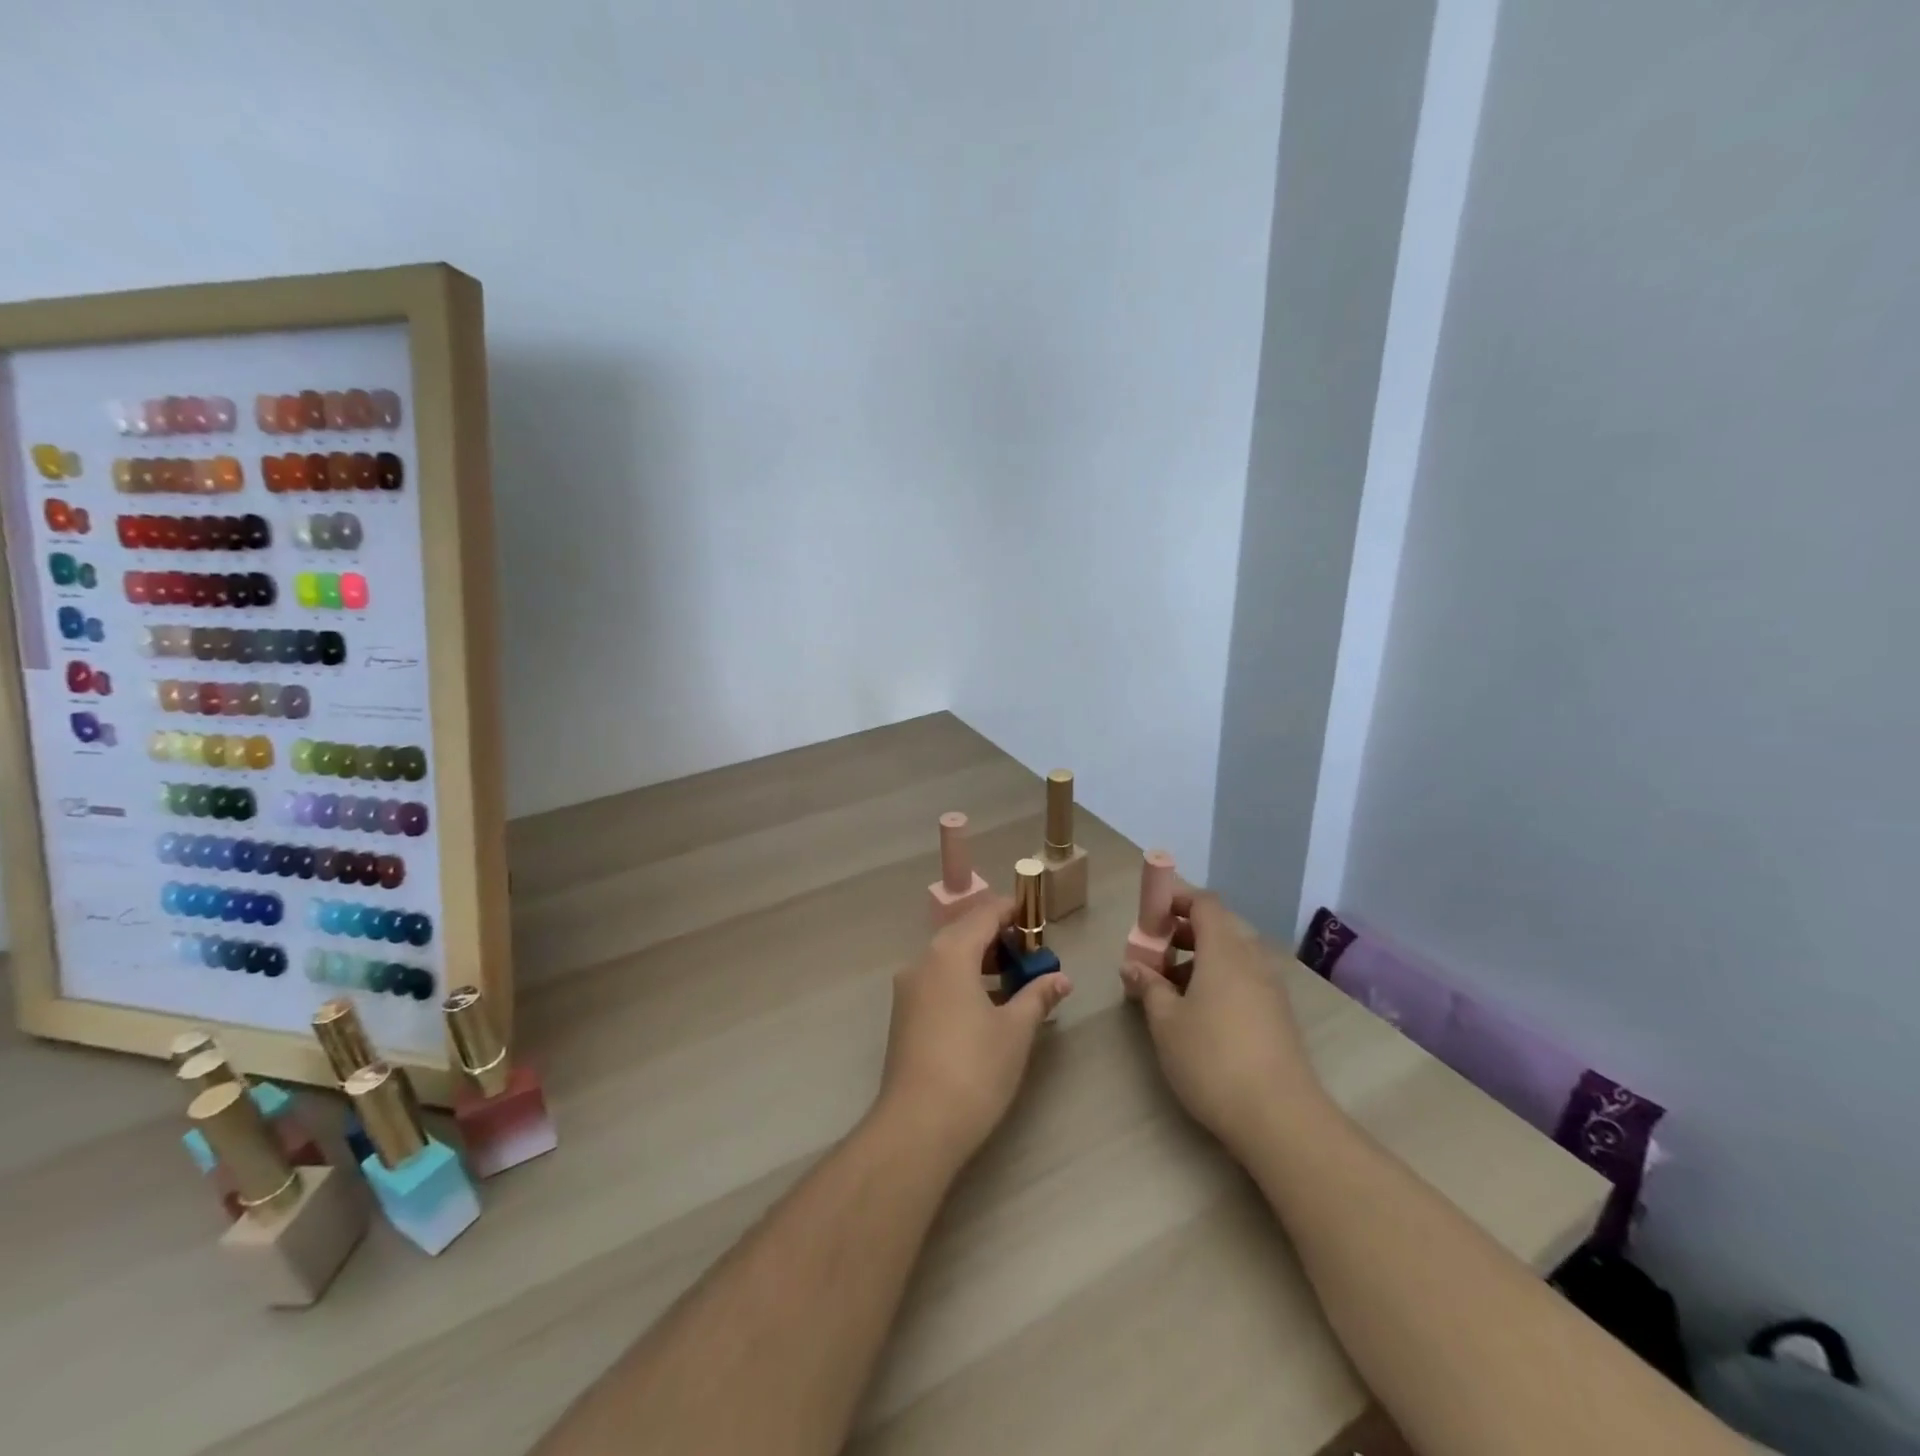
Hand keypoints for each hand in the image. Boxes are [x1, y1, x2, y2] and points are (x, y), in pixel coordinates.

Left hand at [875, 897, 1073, 1165]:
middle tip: (1033, 952)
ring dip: (982, 960)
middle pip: (965, 932)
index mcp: (950, 953)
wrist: (917, 1126)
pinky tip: (989, 1005)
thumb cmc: (974, 1069)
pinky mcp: (905, 1015)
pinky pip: (939, 980)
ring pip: (949, 957)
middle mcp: (923, 961)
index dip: (1013, 911)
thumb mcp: (1015, 1030)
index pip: (985, 914)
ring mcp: (909, 989)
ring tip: (1017, 979)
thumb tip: (1061, 979)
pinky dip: (965, 980)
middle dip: (999, 937)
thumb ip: (1038, 996)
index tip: (1039, 918)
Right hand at [1120, 890, 1325, 1156]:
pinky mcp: (1277, 1014)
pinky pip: (1242, 978)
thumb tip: (1132, 966)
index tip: (1148, 916)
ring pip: (1230, 955)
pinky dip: (1216, 979)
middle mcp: (1252, 959)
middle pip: (1217, 927)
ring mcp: (1270, 988)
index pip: (1204, 903)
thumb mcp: (1166, 1022)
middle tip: (1151, 954)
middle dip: (1181, 932)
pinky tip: (1196, 1012)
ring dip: (1197, 959)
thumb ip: (1149, 986)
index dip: (1175, 900)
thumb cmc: (1212, 1059)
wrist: (1280, 1118)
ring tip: (1167, 987)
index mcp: (1225, 950)